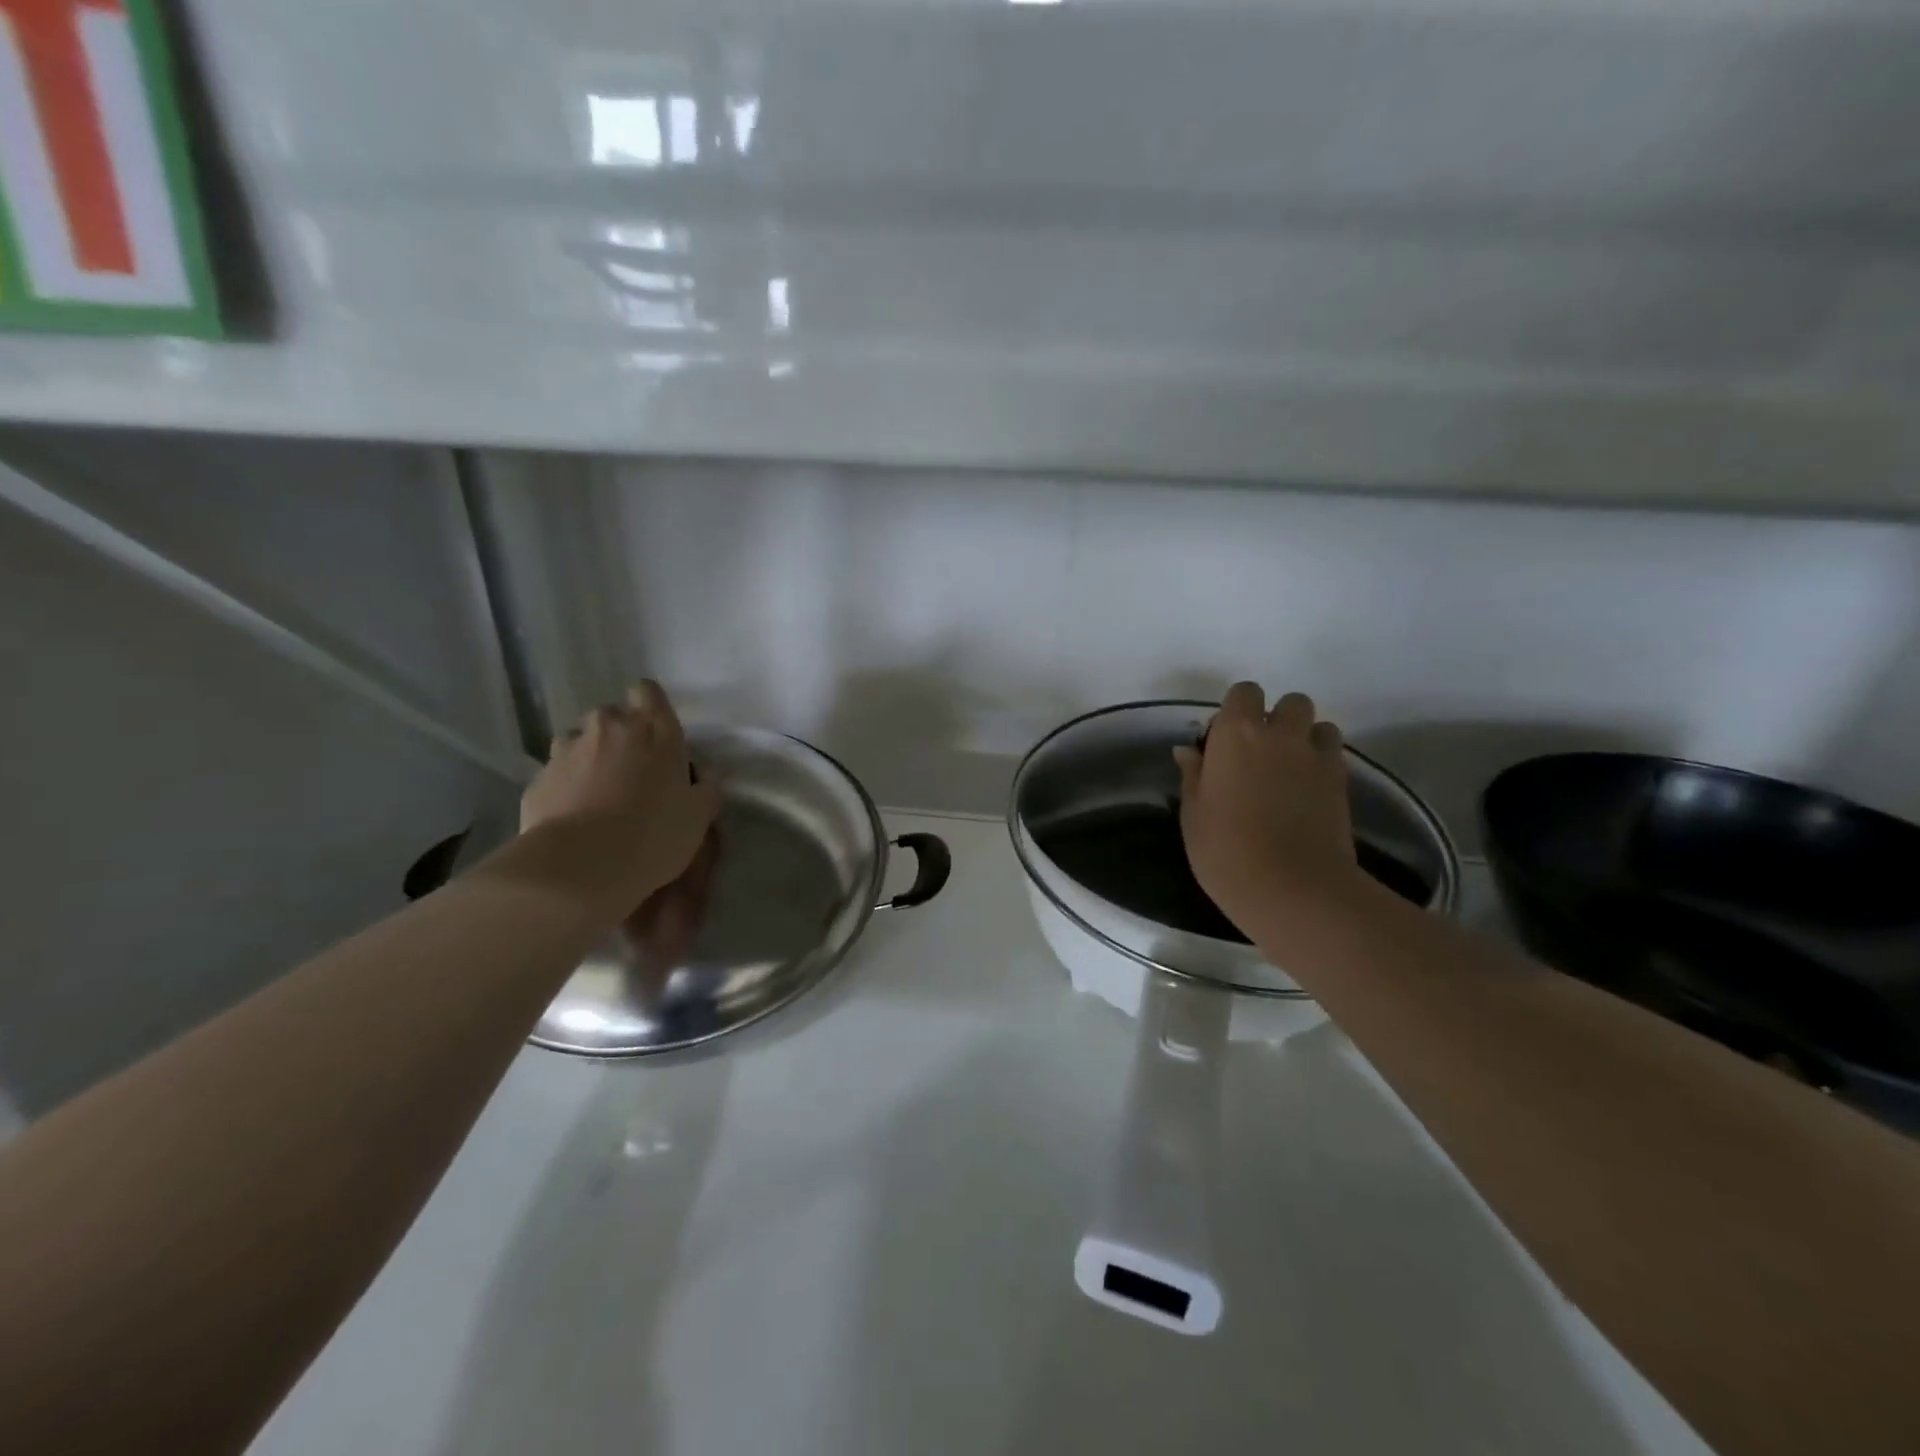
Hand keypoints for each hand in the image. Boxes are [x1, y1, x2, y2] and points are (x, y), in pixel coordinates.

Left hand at [520, 681, 720, 911]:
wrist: (579, 867)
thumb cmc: (653, 834)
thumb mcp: (698, 817)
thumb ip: (705, 789)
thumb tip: (704, 777)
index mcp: (654, 729)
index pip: (647, 691)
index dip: (650, 708)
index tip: (657, 736)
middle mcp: (609, 727)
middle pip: (613, 716)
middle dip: (620, 737)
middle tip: (632, 774)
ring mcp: (567, 750)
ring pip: (580, 742)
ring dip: (590, 759)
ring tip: (599, 797)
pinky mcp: (537, 778)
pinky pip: (558, 774)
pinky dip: (566, 788)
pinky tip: (575, 819)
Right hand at [1173, 683, 1359, 928]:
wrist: (1292, 889)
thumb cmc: (1226, 851)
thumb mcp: (1193, 815)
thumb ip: (1194, 776)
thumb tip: (1189, 751)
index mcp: (1236, 734)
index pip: (1244, 693)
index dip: (1237, 710)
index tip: (1224, 740)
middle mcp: (1280, 734)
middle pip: (1291, 702)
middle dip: (1278, 718)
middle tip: (1260, 753)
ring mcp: (1317, 757)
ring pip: (1320, 725)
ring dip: (1305, 738)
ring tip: (1290, 770)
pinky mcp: (1342, 783)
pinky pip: (1334, 755)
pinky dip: (1322, 762)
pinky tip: (1307, 792)